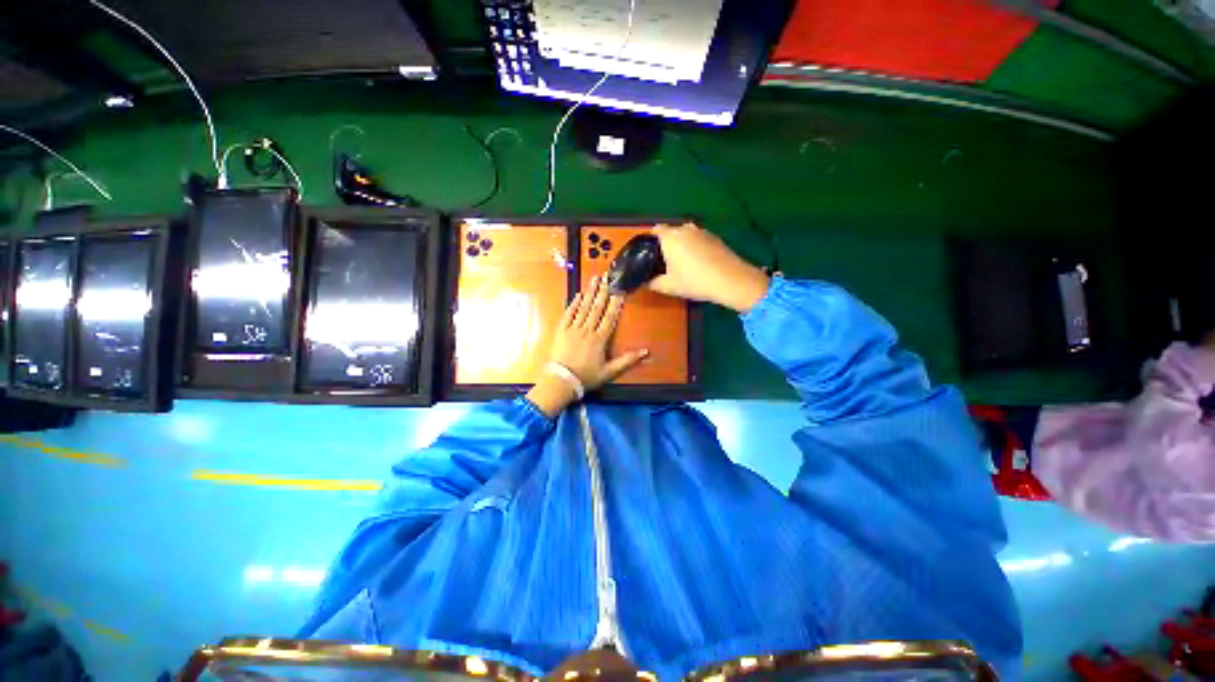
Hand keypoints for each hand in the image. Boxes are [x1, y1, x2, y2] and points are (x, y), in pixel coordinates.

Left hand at [526, 276, 648, 416]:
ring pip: (583, 308)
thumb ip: (627, 361)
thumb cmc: (586, 377)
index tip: (619, 290)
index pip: (610, 317)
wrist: (561, 381)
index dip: (615, 303)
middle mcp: (587, 330)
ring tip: (595, 279)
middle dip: (603, 291)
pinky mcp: (561, 330)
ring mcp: (573, 329)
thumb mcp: (609, 372)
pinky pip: (568, 314)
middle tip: (607, 276)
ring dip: (590, 292)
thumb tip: (646, 352)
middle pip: (597, 308)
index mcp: (600, 339)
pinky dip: (573, 303)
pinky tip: (578, 294)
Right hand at [648, 223, 769, 312]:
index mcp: (670, 237)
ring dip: (681, 245)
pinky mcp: (715, 237)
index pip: (655, 230)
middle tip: (664, 262)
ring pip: (685, 235)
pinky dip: (695, 247)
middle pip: (670, 232)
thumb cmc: (694, 281)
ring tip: (682, 263)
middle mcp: (685, 229)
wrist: (730, 280)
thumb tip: (646, 282)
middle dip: (666, 244)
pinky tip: (698, 263)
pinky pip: (698, 239)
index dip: (650, 241)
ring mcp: (702, 231)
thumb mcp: (668, 286)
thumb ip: (653, 283)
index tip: (649, 255)